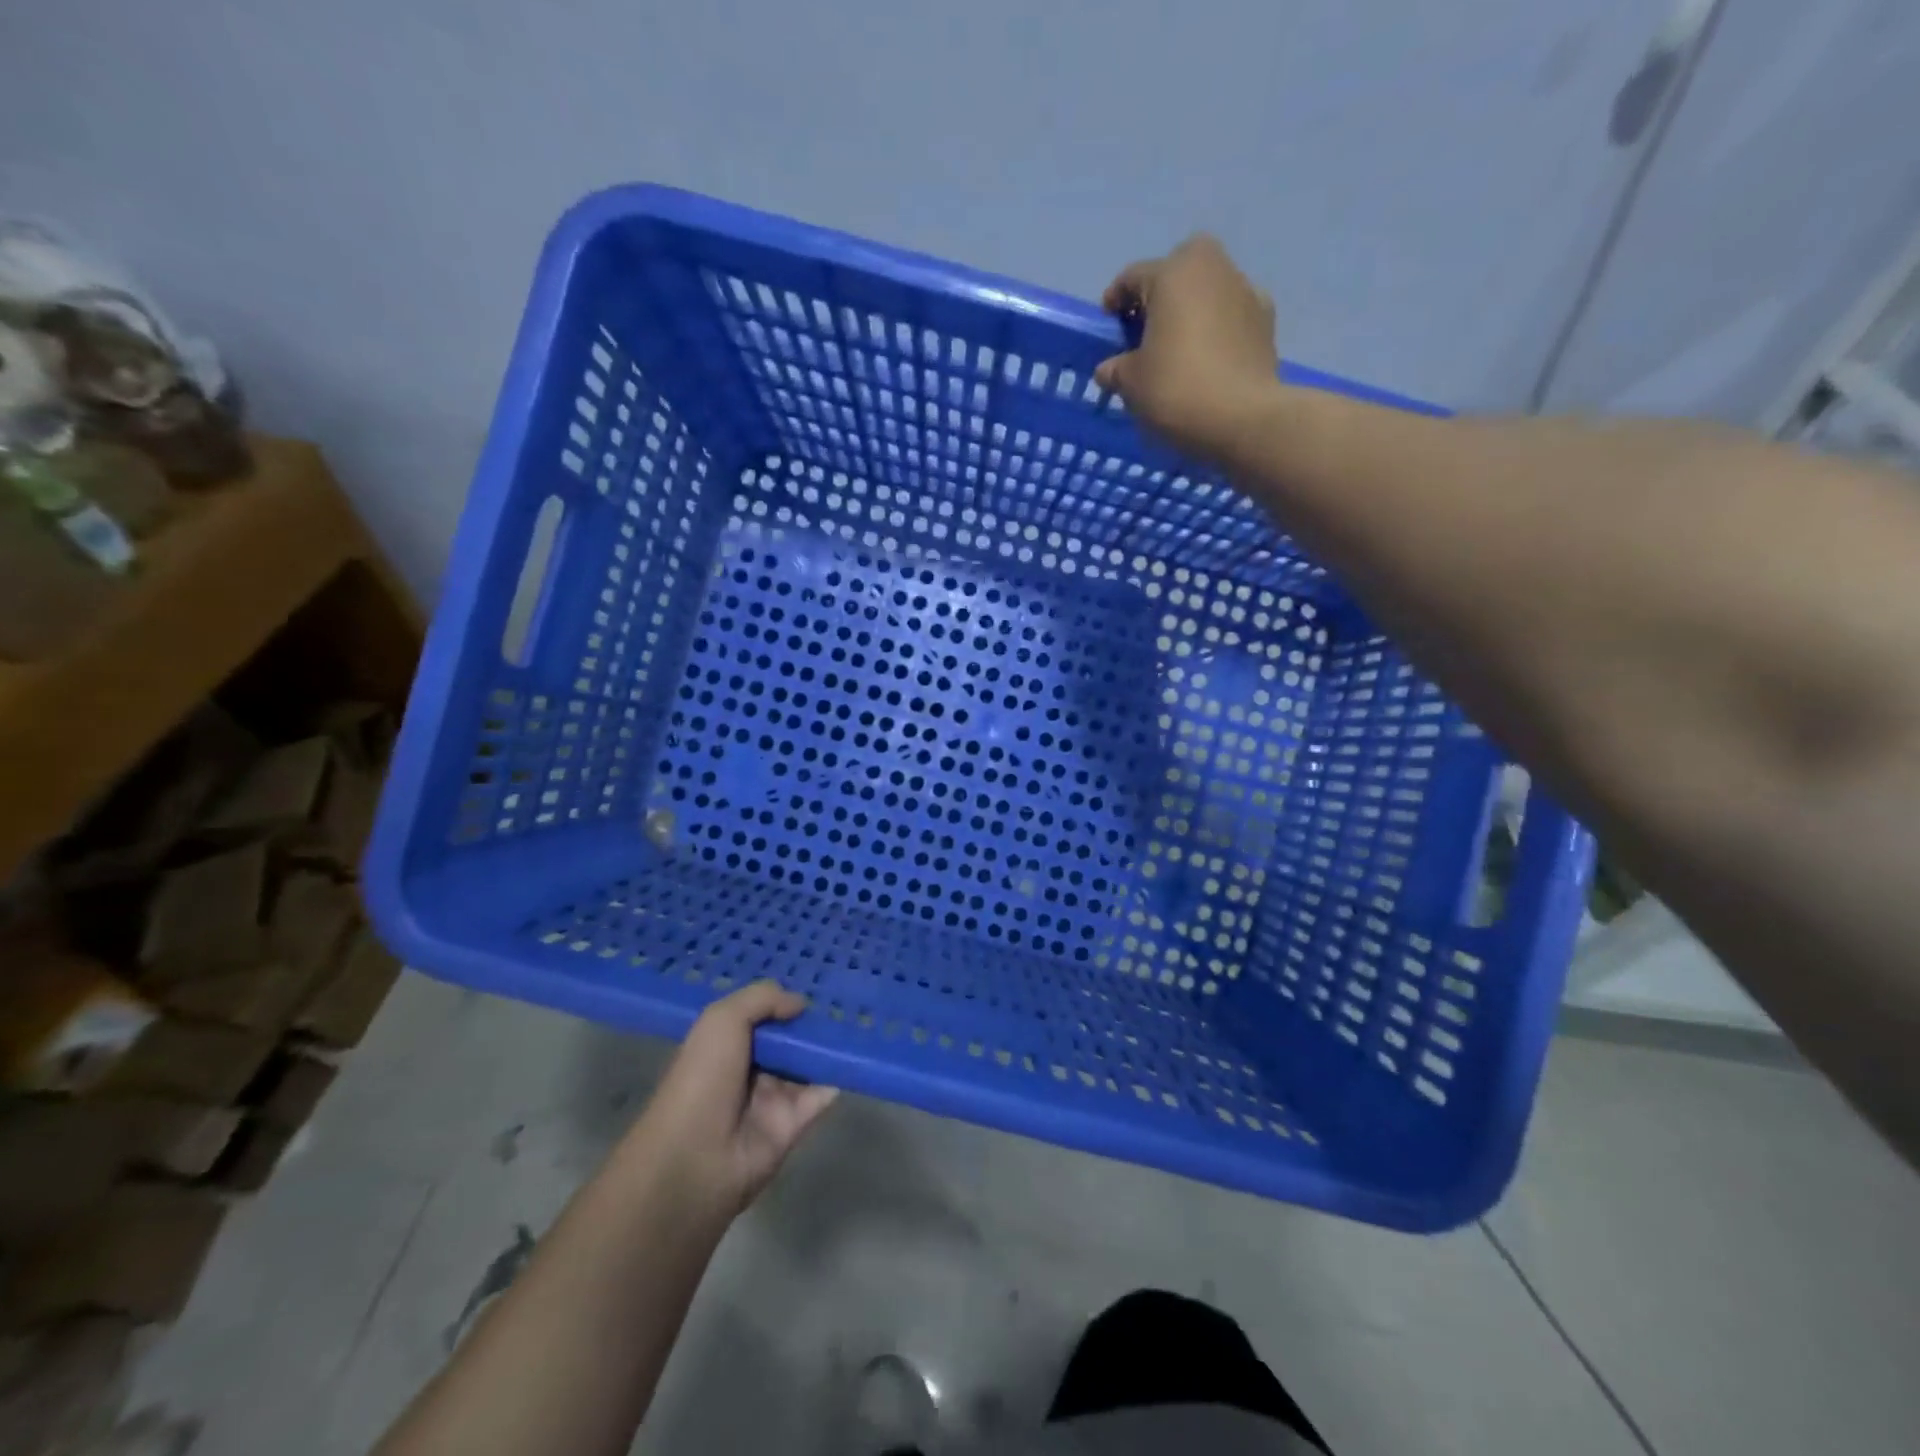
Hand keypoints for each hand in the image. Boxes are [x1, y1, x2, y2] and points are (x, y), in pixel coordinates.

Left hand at [629, 981, 838, 1218]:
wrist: (695, 1158)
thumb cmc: (703, 1078)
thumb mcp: (722, 1020)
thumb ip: (762, 999)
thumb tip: (800, 1003)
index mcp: (726, 1045)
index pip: (761, 1017)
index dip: (783, 1002)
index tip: (814, 986)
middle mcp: (750, 1070)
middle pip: (788, 1040)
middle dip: (812, 1023)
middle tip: (845, 1001)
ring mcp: (773, 1099)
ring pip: (808, 1065)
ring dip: (829, 1047)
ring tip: (857, 1023)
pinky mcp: (793, 1125)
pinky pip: (821, 1096)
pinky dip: (838, 1078)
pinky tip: (853, 1056)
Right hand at [1095, 234, 1279, 460]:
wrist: (1242, 420)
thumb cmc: (1176, 390)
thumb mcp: (1130, 383)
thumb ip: (1115, 368)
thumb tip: (1109, 368)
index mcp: (1173, 273)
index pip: (1132, 277)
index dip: (1114, 302)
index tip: (1107, 330)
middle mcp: (1213, 268)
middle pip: (1178, 271)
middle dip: (1160, 294)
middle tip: (1146, 331)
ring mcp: (1246, 291)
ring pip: (1208, 291)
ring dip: (1191, 311)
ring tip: (1178, 349)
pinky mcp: (1266, 321)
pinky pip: (1231, 316)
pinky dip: (1218, 330)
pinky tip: (1208, 360)